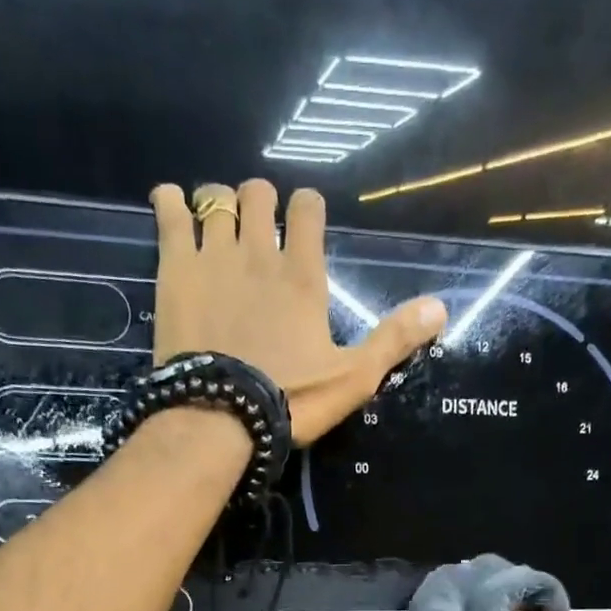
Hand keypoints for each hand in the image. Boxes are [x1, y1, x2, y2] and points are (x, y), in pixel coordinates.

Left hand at [149, 181, 446, 444]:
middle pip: (259, 193)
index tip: (303, 225)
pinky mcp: (175, 269)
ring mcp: (214, 256)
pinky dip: (170, 202)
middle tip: (258, 231)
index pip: (307, 208)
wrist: (221, 417)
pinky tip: (172, 205)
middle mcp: (259, 252)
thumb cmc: (291, 401)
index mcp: (303, 275)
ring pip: (217, 198)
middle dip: (261, 203)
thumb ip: (394, 340)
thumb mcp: (353, 379)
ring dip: (222, 202)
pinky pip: (169, 212)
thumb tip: (441, 307)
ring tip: (220, 224)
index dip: (306, 209)